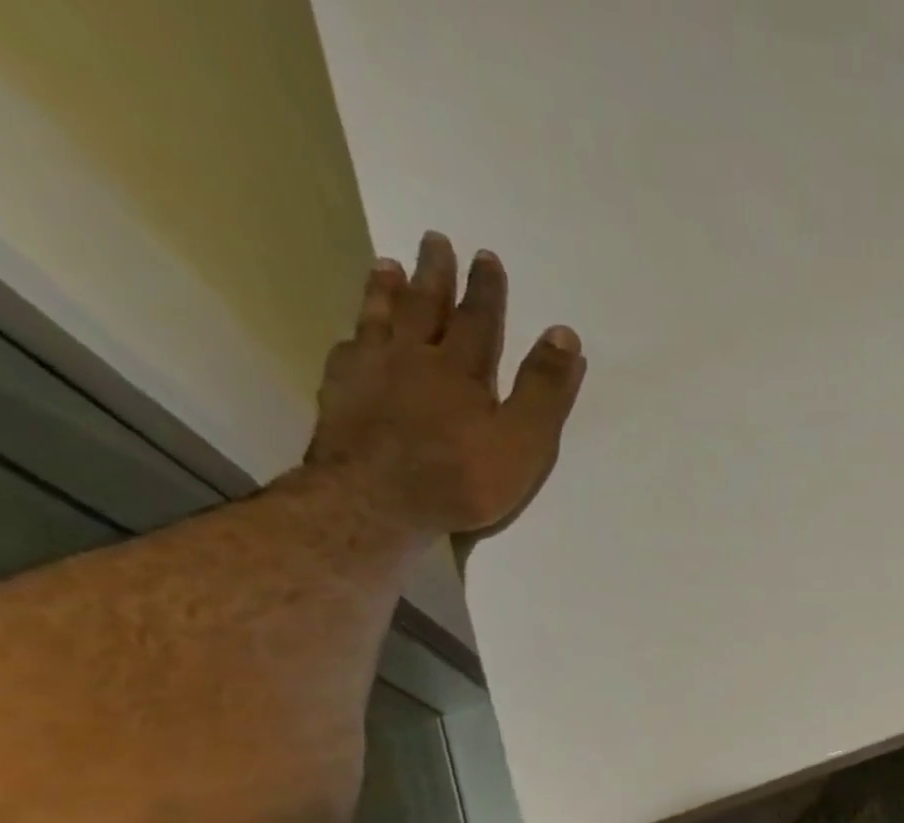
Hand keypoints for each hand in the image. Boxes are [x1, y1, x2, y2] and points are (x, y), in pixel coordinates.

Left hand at [305, 231, 585, 540]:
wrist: (378, 501)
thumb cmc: (463, 476)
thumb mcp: (524, 439)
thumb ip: (544, 389)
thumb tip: (563, 334)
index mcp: (461, 369)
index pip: (478, 320)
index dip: (485, 289)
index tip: (486, 256)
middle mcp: (412, 358)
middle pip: (424, 307)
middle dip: (434, 274)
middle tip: (434, 240)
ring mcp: (370, 374)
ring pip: (379, 320)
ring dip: (385, 291)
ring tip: (386, 265)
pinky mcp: (340, 396)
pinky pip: (347, 352)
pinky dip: (354, 336)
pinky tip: (352, 335)